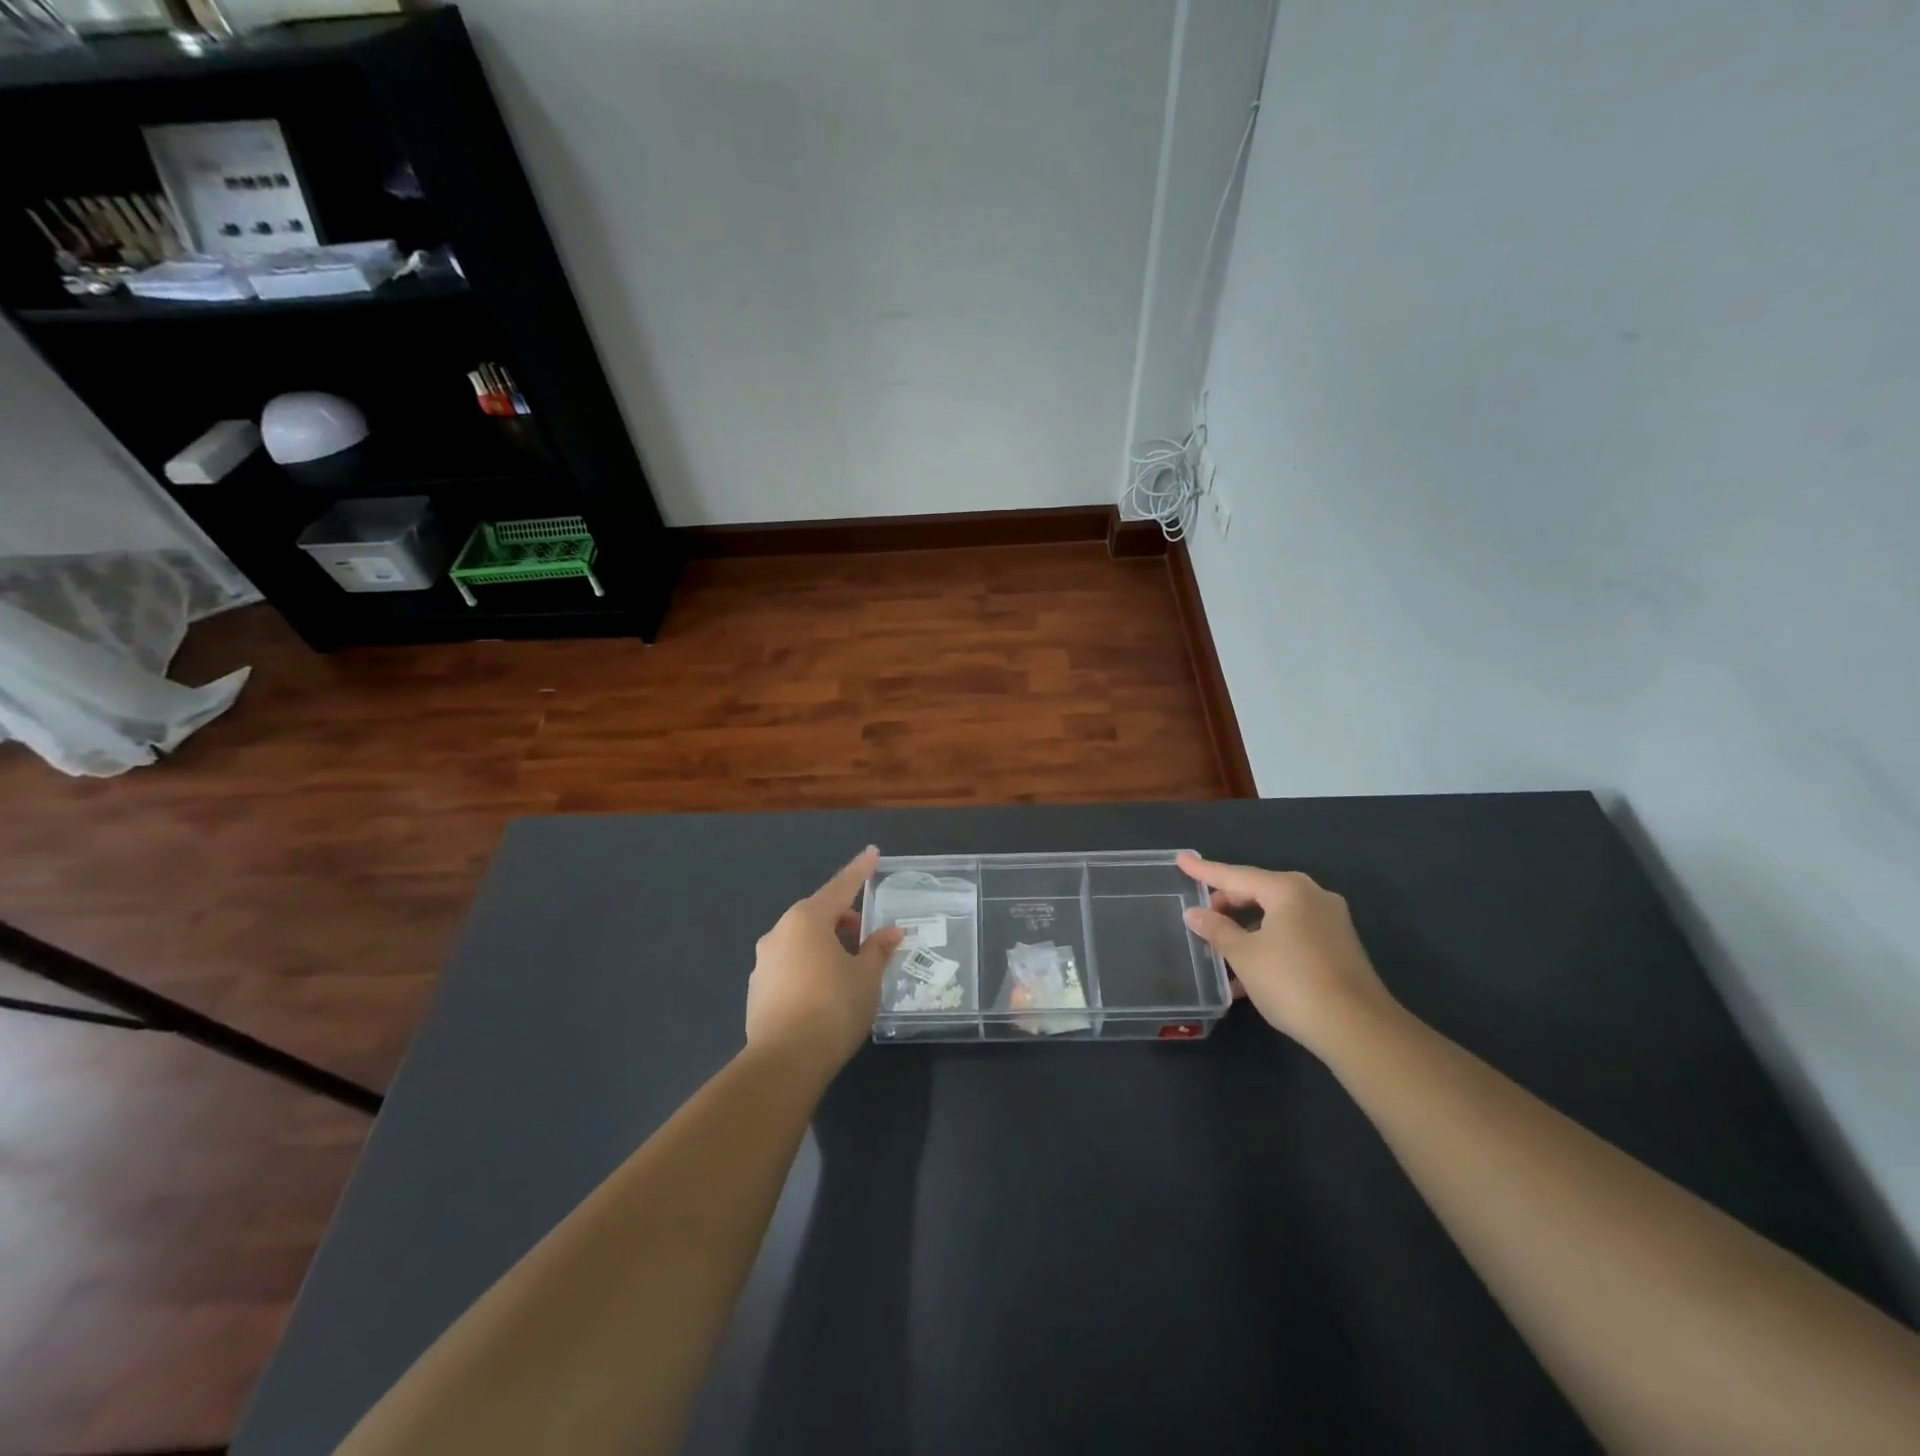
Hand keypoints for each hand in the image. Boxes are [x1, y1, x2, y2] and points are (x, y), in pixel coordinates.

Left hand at [745, 846, 904, 1076]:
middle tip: (869, 938)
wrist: (784, 1063)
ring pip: (803, 942)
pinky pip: (791, 966)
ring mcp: (764, 962)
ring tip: (851, 969)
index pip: (840, 887)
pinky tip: (826, 992)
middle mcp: (779, 933)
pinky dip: (811, 967)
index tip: (872, 853)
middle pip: (819, 914)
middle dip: (845, 920)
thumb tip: (891, 932)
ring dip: (827, 945)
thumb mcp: (867, 977)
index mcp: (806, 920)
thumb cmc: (833, 1008)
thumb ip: (878, 949)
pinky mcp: (757, 990)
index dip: (860, 871)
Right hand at [1177, 852, 1397, 1056]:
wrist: (1358, 1029)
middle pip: (1258, 892)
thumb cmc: (1291, 982)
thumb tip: (1194, 913)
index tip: (1181, 859)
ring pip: (1276, 916)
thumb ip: (1216, 930)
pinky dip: (1268, 943)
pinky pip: (1293, 933)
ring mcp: (1331, 921)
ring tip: (1220, 950)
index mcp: (1287, 889)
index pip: (1235, 875)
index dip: (1204, 870)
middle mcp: (1312, 896)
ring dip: (1247, 930)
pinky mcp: (1339, 946)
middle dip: (1227, 904)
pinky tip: (1249, 973)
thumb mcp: (1244, 956)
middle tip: (1201, 915)